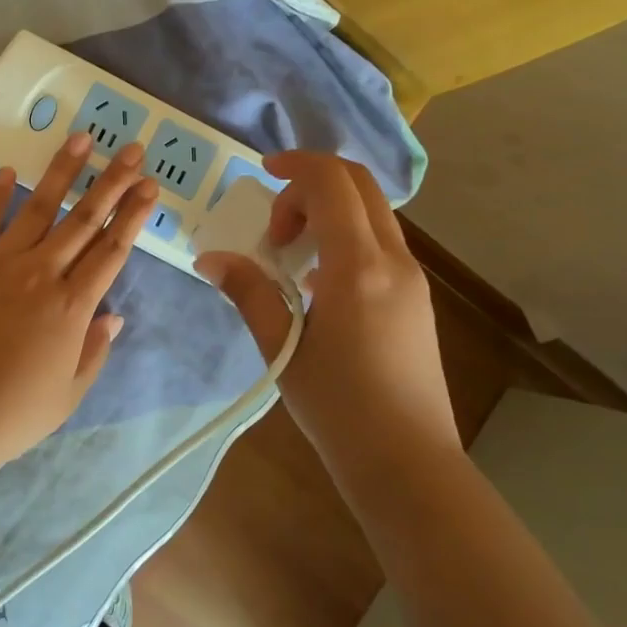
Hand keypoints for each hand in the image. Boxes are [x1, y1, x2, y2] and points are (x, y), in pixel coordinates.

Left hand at [0, 133, 157, 480]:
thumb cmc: (11, 413)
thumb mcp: (68, 394)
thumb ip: (94, 351)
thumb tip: (114, 315)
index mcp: (72, 307)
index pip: (112, 250)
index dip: (133, 215)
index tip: (150, 186)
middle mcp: (41, 273)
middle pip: (84, 219)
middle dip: (112, 182)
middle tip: (132, 149)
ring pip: (39, 208)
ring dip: (63, 172)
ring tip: (82, 139)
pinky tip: (10, 171)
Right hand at [195, 151, 458, 468]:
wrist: (408, 462)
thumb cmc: (339, 407)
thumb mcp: (282, 347)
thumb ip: (248, 292)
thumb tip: (210, 258)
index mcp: (359, 267)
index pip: (332, 183)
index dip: (296, 164)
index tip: (262, 172)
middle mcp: (394, 260)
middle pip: (359, 185)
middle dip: (311, 184)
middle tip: (275, 225)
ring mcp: (412, 278)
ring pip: (372, 212)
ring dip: (329, 211)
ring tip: (291, 256)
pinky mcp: (416, 297)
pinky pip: (379, 241)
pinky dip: (345, 236)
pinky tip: (317, 284)